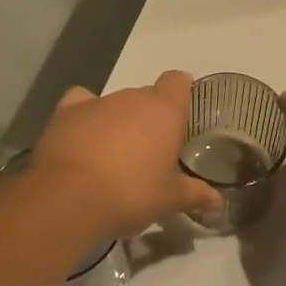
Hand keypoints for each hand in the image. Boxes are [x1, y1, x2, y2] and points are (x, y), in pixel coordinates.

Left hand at [28, 71, 221, 237]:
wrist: (70, 197)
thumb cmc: (131, 193)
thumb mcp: (169, 200)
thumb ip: (195, 195)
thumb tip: (219, 203)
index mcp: (164, 111)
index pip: (178, 82)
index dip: (180, 94)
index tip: (180, 114)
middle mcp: (132, 98)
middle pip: (146, 96)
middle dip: (149, 118)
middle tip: (150, 151)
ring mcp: (97, 102)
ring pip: (115, 103)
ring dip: (118, 121)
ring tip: (114, 155)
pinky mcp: (66, 112)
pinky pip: (81, 104)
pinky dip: (84, 116)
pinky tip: (82, 136)